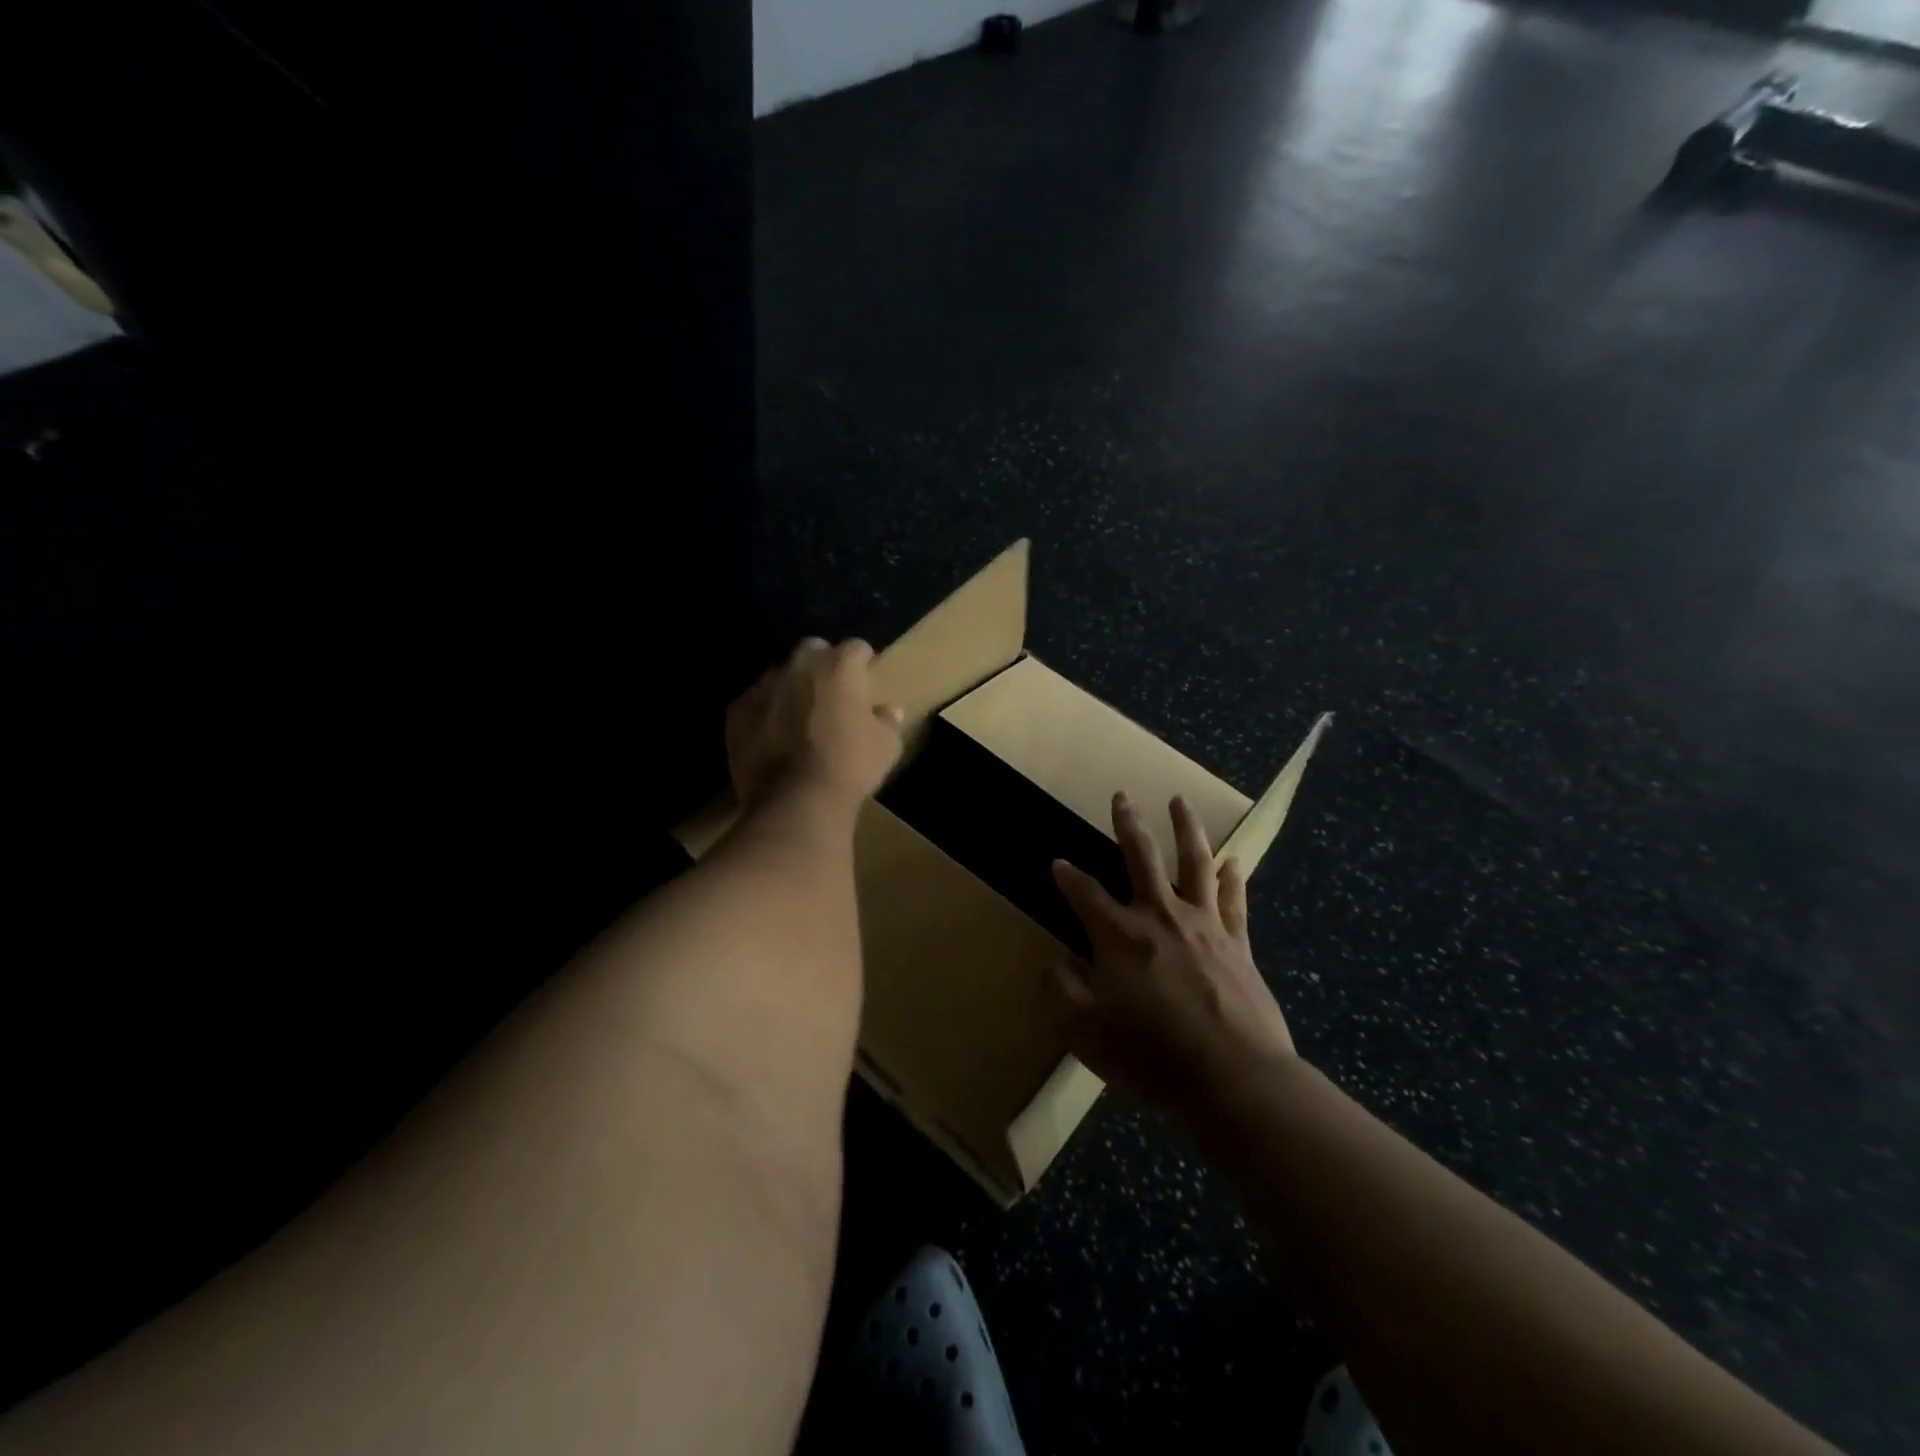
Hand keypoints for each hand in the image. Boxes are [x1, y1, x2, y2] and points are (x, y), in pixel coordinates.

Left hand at [726, 638, 903, 814]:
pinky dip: (764, 712)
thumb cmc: (850, 766)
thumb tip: (888, 710)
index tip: (867, 679)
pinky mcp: (736, 711)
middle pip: (813, 649)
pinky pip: (754, 702)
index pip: (857, 648)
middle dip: (823, 663)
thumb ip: (886, 720)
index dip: (864, 663)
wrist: (796, 800)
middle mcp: (799, 666)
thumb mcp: (886, 745)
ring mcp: (763, 686)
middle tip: (831, 693)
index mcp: (839, 666)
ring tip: (798, 716)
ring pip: (780, 674)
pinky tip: (772, 736)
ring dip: (791, 687)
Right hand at [1049, 793, 1295, 1118]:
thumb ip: (1063, 990)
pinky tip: (1233, 860)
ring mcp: (1203, 925)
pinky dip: (1232, 877)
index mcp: (1119, 935)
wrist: (1233, 1077)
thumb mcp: (1086, 1031)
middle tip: (1122, 795)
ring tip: (1179, 800)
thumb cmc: (1152, 1054)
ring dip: (1185, 828)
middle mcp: (1160, 916)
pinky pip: (1233, 900)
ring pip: (1193, 862)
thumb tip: (1055, 960)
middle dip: (1127, 823)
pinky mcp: (1237, 943)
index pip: (1085, 894)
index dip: (1067, 876)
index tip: (1057, 863)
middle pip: (1141, 857)